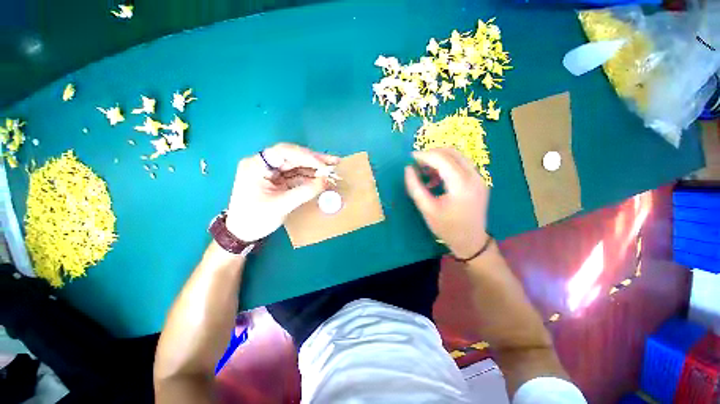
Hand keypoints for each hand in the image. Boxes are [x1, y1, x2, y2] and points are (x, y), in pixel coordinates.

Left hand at [226, 143, 339, 241]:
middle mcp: (264, 163)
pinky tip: (322, 177)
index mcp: (256, 165)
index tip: (323, 165)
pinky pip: (296, 175)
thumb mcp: (281, 205)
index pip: (284, 152)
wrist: (242, 233)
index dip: (306, 156)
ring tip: (333, 168)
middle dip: (314, 160)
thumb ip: (304, 192)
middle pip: (293, 156)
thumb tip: (326, 180)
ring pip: (297, 165)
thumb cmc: (255, 219)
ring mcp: (272, 172)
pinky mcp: (278, 180)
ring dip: (315, 168)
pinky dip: (310, 176)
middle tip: (334, 162)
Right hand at [404, 148, 489, 258]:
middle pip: (452, 153)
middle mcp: (474, 177)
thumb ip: (415, 187)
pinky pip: (461, 165)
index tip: (410, 158)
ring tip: (425, 172)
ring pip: (457, 156)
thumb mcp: (427, 209)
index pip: (442, 159)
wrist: (471, 242)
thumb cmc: (447, 228)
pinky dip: (447, 166)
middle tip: (417, 163)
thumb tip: (408, 169)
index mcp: (461, 185)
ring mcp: (479, 178)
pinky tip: (437, 179)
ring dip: (439, 159)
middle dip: (432, 154)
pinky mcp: (479, 181)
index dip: (424, 155)